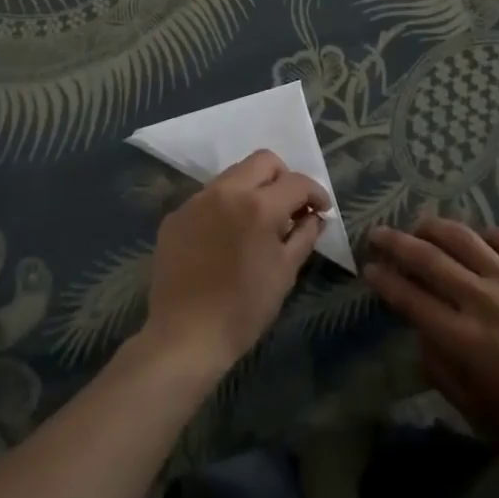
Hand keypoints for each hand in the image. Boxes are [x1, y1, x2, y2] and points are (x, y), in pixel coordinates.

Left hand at [140, 151, 329, 377]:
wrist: (184, 336)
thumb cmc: (243, 309)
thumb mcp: (285, 273)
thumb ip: (304, 235)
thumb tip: (315, 216)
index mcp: (259, 205)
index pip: (296, 181)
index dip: (315, 192)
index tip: (321, 209)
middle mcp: (227, 191)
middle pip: (263, 161)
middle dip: (284, 177)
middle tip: (290, 206)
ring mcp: (197, 200)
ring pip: (233, 174)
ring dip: (252, 188)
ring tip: (257, 220)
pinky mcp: (176, 215)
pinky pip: (208, 197)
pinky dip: (225, 206)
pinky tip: (226, 236)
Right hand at [365, 220, 498, 468]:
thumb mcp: (478, 414)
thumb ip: (442, 372)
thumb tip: (422, 336)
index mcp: (462, 338)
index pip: (409, 298)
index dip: (384, 280)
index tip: (369, 268)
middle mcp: (480, 298)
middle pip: (427, 257)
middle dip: (396, 243)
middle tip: (378, 233)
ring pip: (461, 237)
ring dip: (433, 227)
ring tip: (419, 225)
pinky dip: (483, 234)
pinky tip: (476, 238)